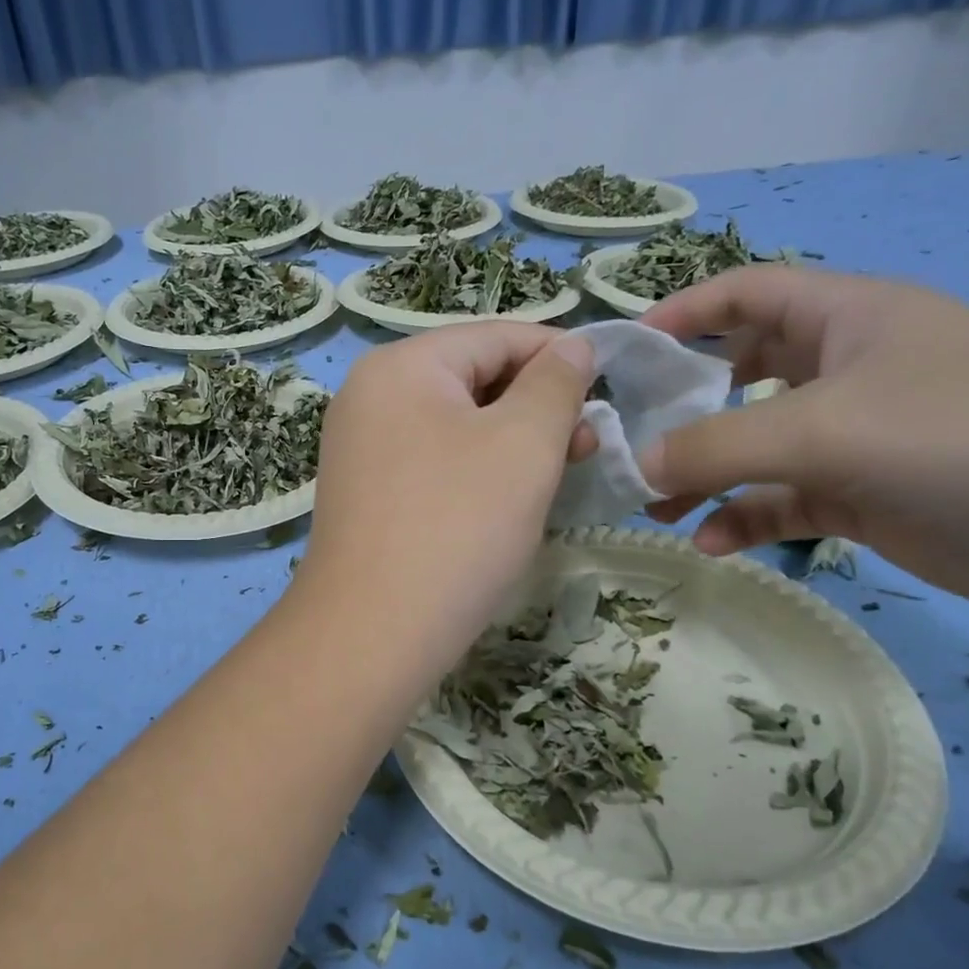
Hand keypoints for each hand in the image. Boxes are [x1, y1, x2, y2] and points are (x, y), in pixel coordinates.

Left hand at [298, 322, 594, 669]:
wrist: (372, 631)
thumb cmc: (458, 525)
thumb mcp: (524, 443)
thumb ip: (555, 384)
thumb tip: (571, 346)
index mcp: (400, 366)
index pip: (495, 336)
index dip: (559, 355)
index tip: (608, 390)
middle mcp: (369, 396)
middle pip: (471, 378)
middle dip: (536, 405)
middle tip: (586, 448)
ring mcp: (360, 448)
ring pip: (454, 425)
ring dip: (510, 442)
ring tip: (556, 476)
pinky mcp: (365, 493)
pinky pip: (431, 462)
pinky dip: (475, 471)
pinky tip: (506, 501)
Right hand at [638, 264, 968, 624]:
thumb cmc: (963, 437)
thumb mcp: (824, 429)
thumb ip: (715, 447)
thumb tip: (634, 465)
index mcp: (846, 318)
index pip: (747, 294)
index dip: (684, 312)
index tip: (623, 351)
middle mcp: (846, 369)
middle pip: (739, 375)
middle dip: (682, 409)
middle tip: (627, 442)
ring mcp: (856, 436)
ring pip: (755, 447)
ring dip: (703, 476)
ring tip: (653, 510)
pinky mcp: (865, 495)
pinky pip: (782, 500)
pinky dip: (744, 517)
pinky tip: (713, 543)